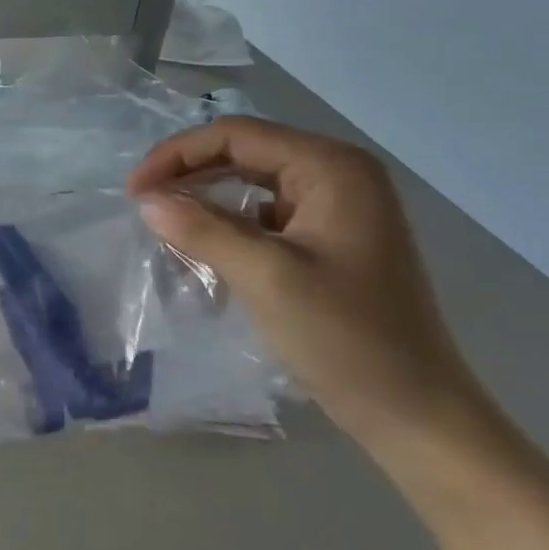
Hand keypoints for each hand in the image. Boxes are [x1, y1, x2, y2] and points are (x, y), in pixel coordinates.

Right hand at [127, 117, 485, 450]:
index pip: (237, 136)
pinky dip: (228, 225)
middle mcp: (338, 175)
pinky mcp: (330, 241)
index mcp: (332, 168)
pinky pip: (265, 216)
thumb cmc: (346, 338)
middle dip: (188, 173)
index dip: (177, 154)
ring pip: (251, 184)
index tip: (133, 190)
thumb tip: (146, 200)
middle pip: (244, 153)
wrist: (415, 413)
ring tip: (164, 223)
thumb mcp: (266, 276)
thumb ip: (202, 229)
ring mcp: (337, 209)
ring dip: (205, 199)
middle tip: (142, 203)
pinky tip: (203, 248)